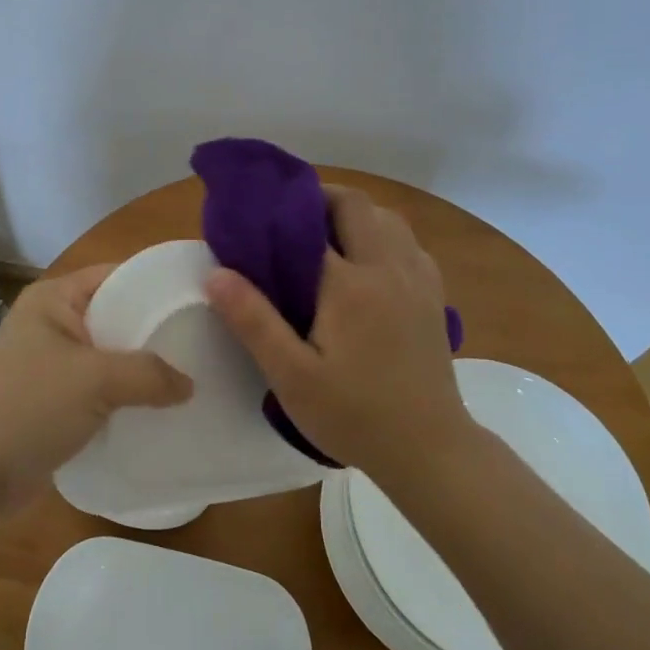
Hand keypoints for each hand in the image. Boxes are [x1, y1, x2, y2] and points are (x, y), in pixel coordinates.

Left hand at [0, 265, 193, 506]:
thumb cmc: (27, 408)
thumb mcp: (94, 380)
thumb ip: (149, 374)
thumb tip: (190, 384)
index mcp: (54, 299)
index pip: (117, 276)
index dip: (158, 285)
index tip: (203, 300)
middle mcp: (53, 324)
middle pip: (118, 317)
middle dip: (157, 333)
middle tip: (208, 344)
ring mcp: (52, 365)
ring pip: (112, 358)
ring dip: (145, 371)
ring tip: (196, 378)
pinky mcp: (54, 402)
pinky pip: (101, 391)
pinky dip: (128, 398)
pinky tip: (164, 410)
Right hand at [205, 186, 468, 477]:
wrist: (429, 450)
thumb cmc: (353, 415)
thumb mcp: (291, 376)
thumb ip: (253, 321)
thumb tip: (216, 273)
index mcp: (350, 284)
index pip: (312, 223)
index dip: (282, 212)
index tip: (257, 215)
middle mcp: (388, 268)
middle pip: (357, 206)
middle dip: (322, 200)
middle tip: (289, 222)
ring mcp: (418, 280)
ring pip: (388, 220)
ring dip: (355, 215)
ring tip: (325, 238)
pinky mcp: (434, 297)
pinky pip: (408, 244)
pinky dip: (383, 237)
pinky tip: (367, 267)